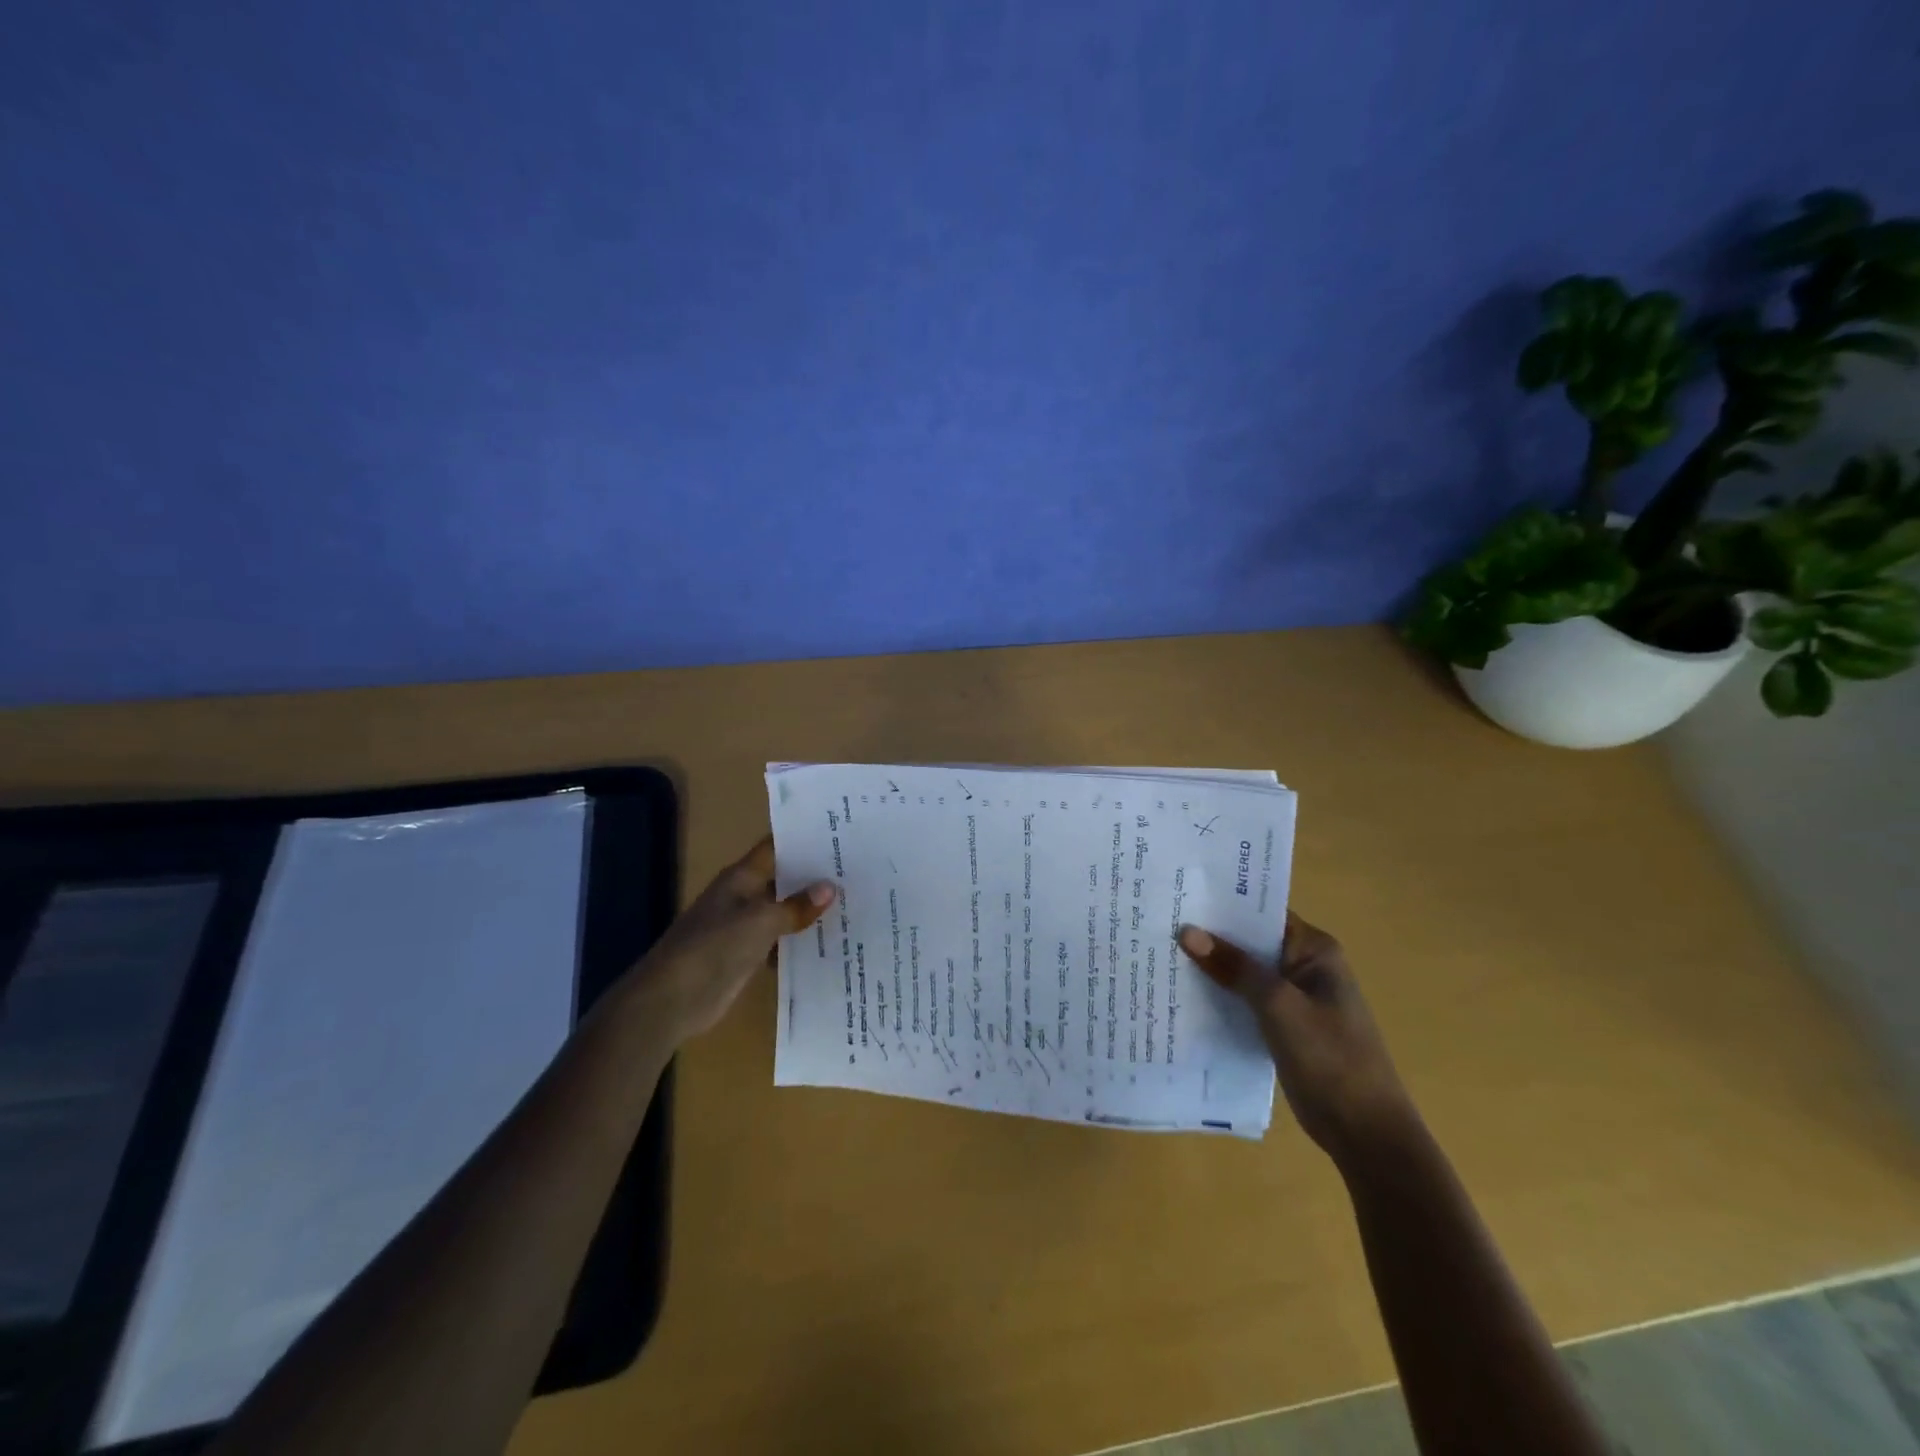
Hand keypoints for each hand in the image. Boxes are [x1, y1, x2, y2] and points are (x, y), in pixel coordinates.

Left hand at [626, 837, 835, 1044]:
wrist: (672, 999)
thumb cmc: (714, 947)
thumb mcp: (760, 922)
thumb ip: (795, 906)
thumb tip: (830, 887)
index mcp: (742, 877)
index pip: (776, 848)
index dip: (804, 840)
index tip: (840, 835)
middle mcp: (744, 896)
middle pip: (783, 879)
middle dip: (815, 877)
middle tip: (858, 871)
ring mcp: (744, 927)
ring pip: (784, 911)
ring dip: (810, 911)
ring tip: (854, 904)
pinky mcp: (746, 955)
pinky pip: (779, 941)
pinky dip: (799, 942)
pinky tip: (830, 942)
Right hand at [1178, 913, 1414, 1162]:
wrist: (1365, 1132)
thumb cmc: (1329, 1058)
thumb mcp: (1278, 1005)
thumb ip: (1234, 967)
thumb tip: (1187, 931)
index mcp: (1314, 950)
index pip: (1262, 913)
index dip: (1222, 905)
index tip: (1179, 897)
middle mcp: (1305, 966)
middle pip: (1250, 941)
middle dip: (1211, 936)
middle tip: (1160, 922)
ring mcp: (1294, 998)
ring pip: (1245, 972)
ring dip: (1212, 968)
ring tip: (1161, 953)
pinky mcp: (1284, 1026)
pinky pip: (1245, 1000)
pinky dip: (1221, 996)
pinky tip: (1183, 994)